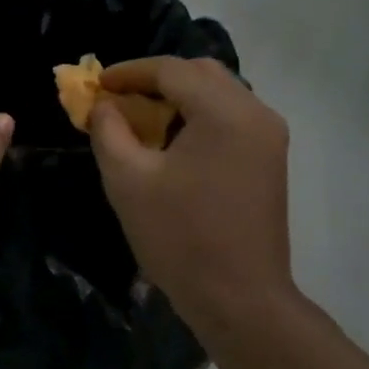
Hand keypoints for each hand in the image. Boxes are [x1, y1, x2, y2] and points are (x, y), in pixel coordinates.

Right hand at [88, 57, 293, 329]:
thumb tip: (104, 105)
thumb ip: (108, 131)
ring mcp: (269, 136)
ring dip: (179, 98)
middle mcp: (256, 112)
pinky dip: (199, 117)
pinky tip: (173, 142)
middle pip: (200, 73)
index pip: (171, 69)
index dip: (129, 72)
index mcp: (224, 112)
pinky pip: (231, 118)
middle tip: (119, 100)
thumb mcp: (128, 181)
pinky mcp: (270, 158)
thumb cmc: (179, 238)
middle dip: (156, 80)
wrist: (239, 298)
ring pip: (219, 94)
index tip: (97, 84)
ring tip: (142, 120)